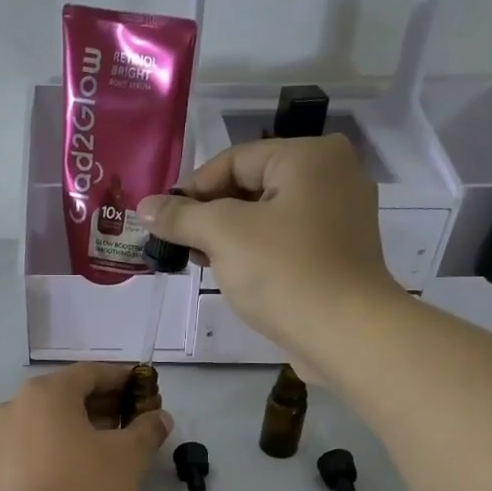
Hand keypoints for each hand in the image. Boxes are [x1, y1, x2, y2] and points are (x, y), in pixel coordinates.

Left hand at [0, 363, 171, 490]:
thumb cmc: (86, 489)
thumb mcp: (129, 457)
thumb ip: (147, 430)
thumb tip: (159, 418)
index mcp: (46, 392)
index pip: (91, 373)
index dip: (123, 379)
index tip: (146, 390)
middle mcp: (17, 406)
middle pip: (68, 395)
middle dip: (104, 404)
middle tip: (134, 420)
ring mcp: (2, 438)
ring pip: (51, 420)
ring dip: (83, 426)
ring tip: (113, 445)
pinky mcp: (0, 469)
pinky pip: (37, 444)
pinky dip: (62, 445)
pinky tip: (83, 465)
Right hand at [136, 135, 402, 361]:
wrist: (345, 334)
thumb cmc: (284, 272)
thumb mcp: (223, 235)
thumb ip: (182, 216)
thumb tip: (146, 206)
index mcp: (310, 156)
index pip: (234, 160)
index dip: (192, 189)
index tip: (162, 220)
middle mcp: (332, 176)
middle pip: (252, 186)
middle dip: (210, 215)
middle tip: (179, 244)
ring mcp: (340, 217)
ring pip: (268, 216)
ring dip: (229, 237)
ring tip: (199, 261)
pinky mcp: (338, 255)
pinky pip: (286, 241)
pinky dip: (256, 252)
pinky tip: (232, 274)